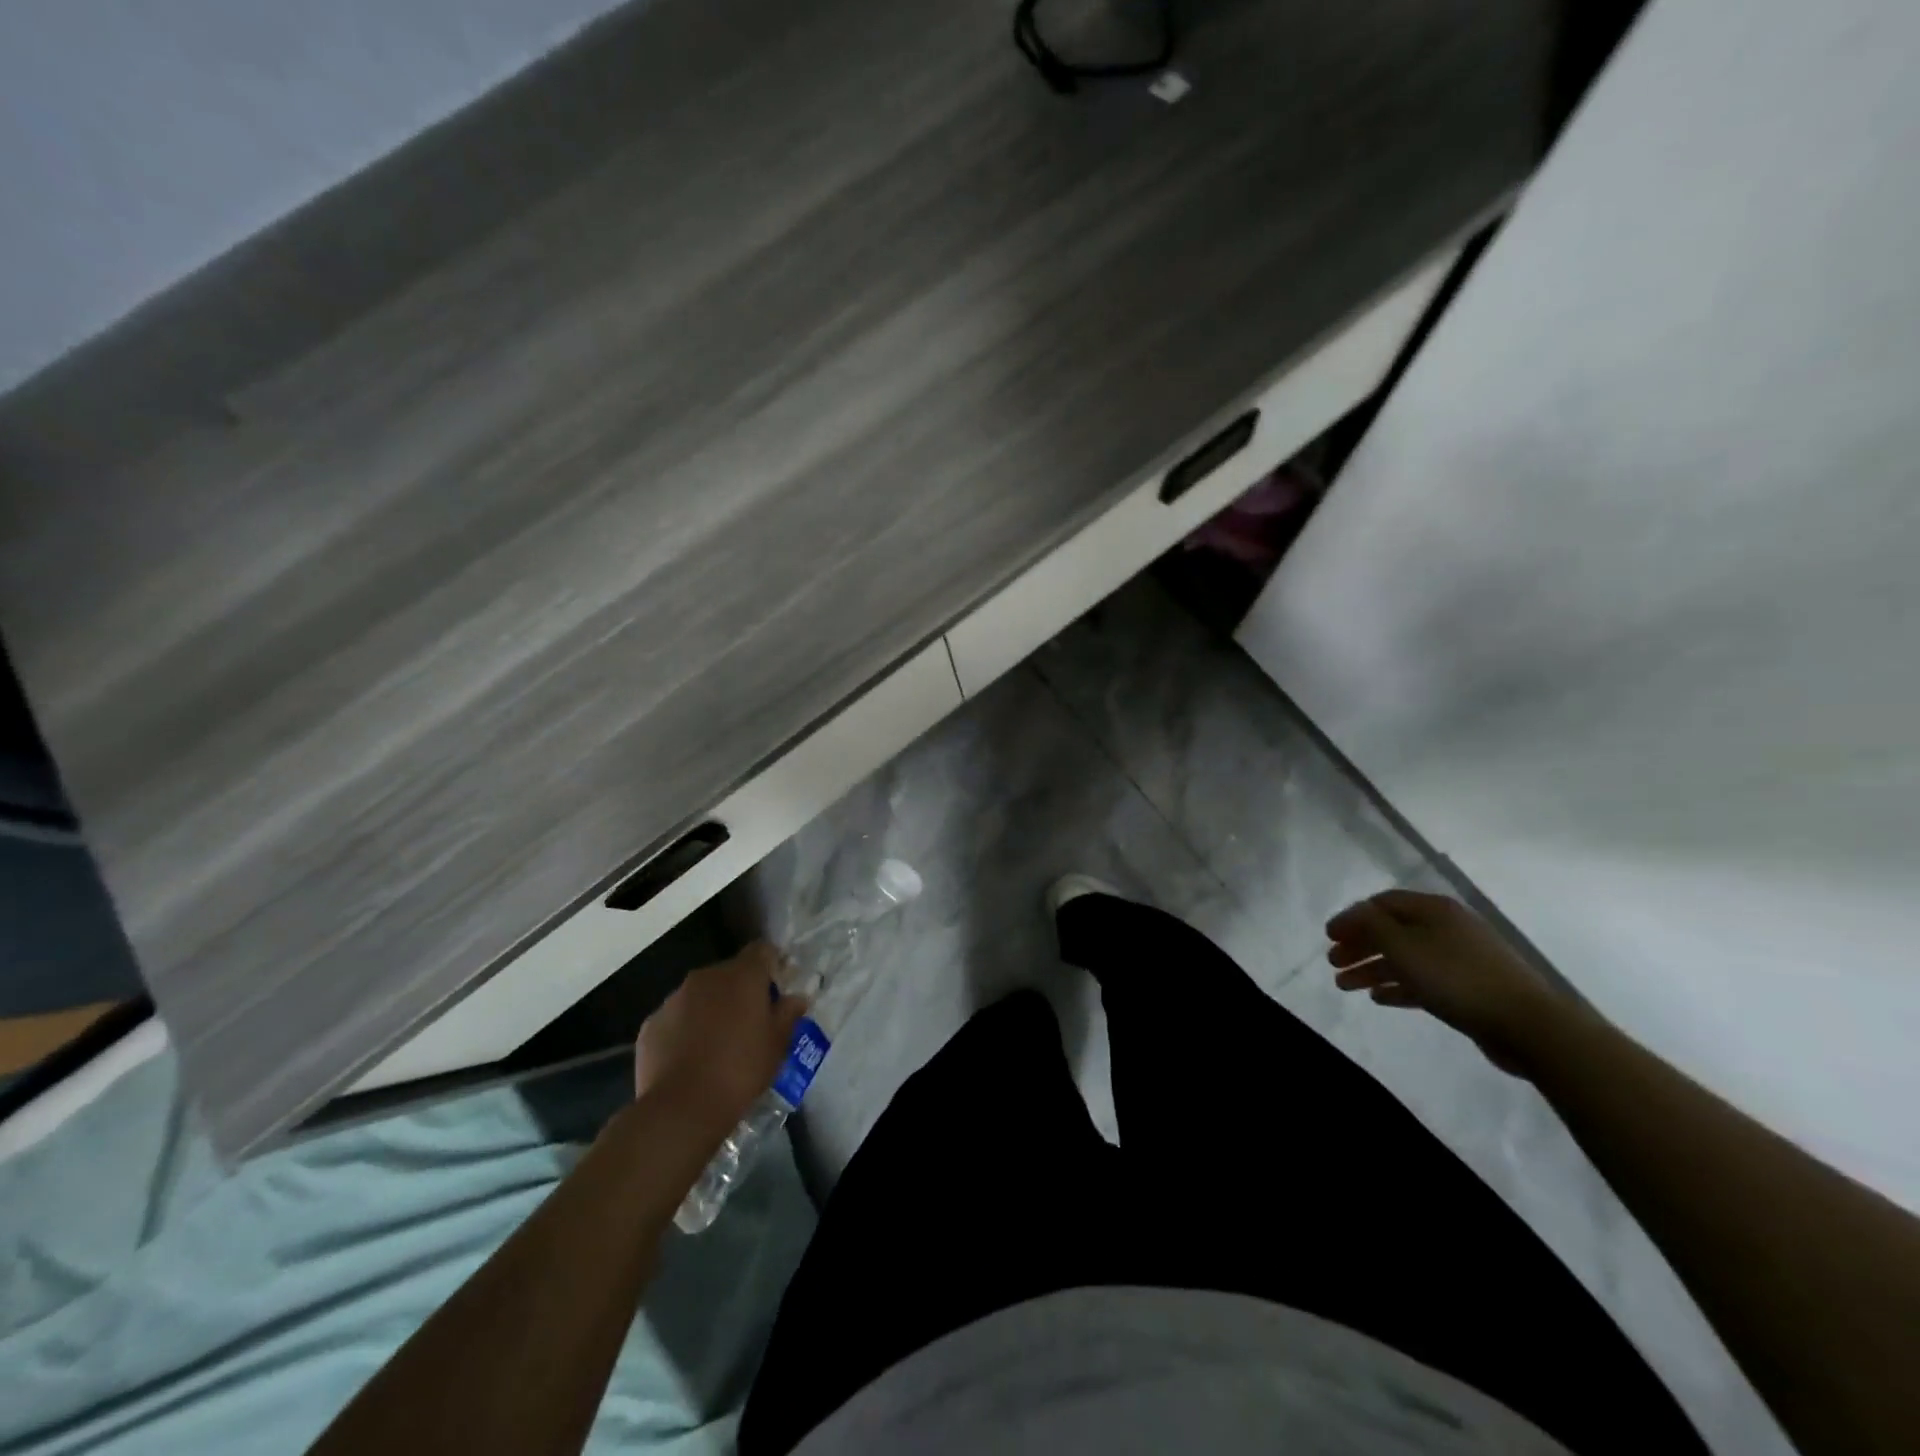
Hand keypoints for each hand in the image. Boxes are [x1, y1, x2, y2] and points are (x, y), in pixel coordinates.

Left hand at [635, 943, 808, 1126]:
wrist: (681, 1108)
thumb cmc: (741, 1070)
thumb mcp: (778, 1044)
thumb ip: (788, 1014)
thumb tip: (796, 998)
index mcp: (742, 975)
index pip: (762, 951)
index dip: (773, 964)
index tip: (779, 988)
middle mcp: (706, 977)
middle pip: (730, 973)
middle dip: (741, 991)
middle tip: (751, 1022)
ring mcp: (674, 999)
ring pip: (700, 995)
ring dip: (712, 1009)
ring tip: (719, 1044)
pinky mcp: (651, 1024)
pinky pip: (676, 1018)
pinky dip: (686, 1029)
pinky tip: (691, 1058)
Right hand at [1325, 890, 1572, 1076]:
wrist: (1529, 1025)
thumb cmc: (1457, 978)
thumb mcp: (1403, 946)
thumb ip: (1371, 925)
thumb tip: (1354, 914)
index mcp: (1433, 909)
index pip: (1381, 903)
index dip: (1352, 917)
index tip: (1328, 936)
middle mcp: (1446, 927)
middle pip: (1392, 930)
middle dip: (1359, 945)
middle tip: (1332, 962)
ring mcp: (1460, 958)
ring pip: (1405, 958)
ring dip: (1372, 969)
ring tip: (1345, 986)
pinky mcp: (1468, 988)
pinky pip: (1423, 980)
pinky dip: (1398, 986)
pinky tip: (1379, 998)